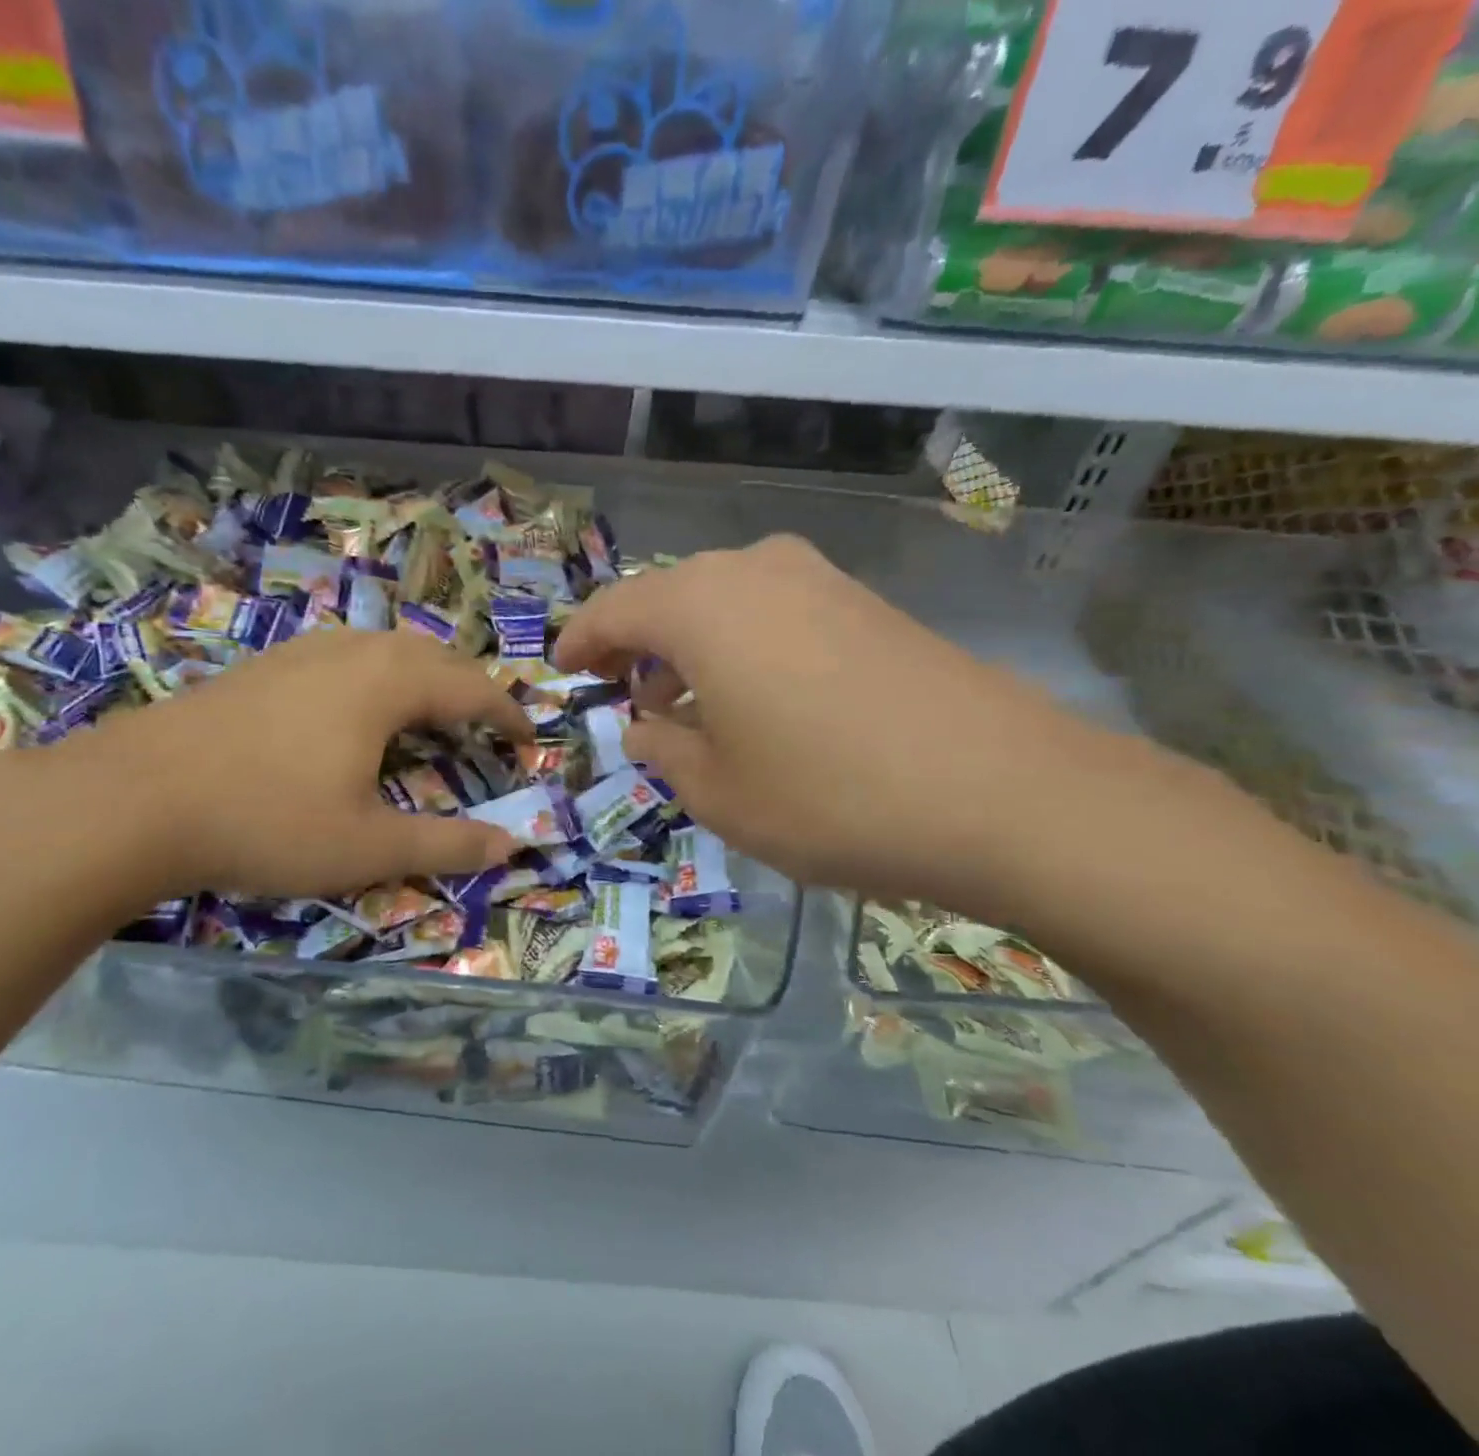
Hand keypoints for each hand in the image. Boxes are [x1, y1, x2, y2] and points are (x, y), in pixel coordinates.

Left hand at [30, 629, 531, 904]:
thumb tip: (513, 844)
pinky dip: (374, 676)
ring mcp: (301, 651)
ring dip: (420, 676)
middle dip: (468, 688)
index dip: (507, 713)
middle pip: (431, 656)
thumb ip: (447, 845)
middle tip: (484, 725)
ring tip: (427, 713)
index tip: (528, 737)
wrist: (133, 798)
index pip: (471, 688)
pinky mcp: (263, 665)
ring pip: (383, 649)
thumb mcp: (368, 847)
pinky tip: (352, 709)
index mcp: (387, 683)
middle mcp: (351, 651)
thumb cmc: (266, 820)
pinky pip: (343, 656)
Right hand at [554, 535, 1150, 914]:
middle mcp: (754, 570)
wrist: (1003, 792)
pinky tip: (754, 698)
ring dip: (691, 647)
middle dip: (636, 645)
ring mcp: (819, 580)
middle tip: (620, 692)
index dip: (581, 642)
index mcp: (701, 606)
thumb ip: (663, 751)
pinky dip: (743, 646)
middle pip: (670, 598)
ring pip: (724, 602)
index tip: (562, 669)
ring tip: (682, 703)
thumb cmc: (828, 795)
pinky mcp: (866, 603)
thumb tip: (645, 728)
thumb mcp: (718, 792)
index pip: (614, 610)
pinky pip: (775, 612)